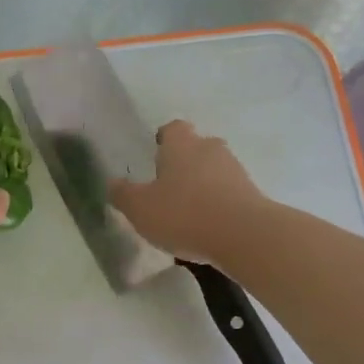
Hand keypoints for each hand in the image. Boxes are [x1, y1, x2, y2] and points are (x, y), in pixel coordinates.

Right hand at [109, 120, 268, 267]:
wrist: (244, 235)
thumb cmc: (184, 214)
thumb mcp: (140, 208)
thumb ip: (123, 194)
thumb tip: (112, 183)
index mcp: (182, 145)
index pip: (173, 129)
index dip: (164, 140)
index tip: (155, 155)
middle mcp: (210, 149)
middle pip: (196, 148)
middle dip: (183, 163)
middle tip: (167, 187)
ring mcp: (235, 170)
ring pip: (213, 171)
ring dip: (202, 185)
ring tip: (187, 212)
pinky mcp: (252, 194)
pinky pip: (228, 193)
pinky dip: (217, 204)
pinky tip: (207, 227)